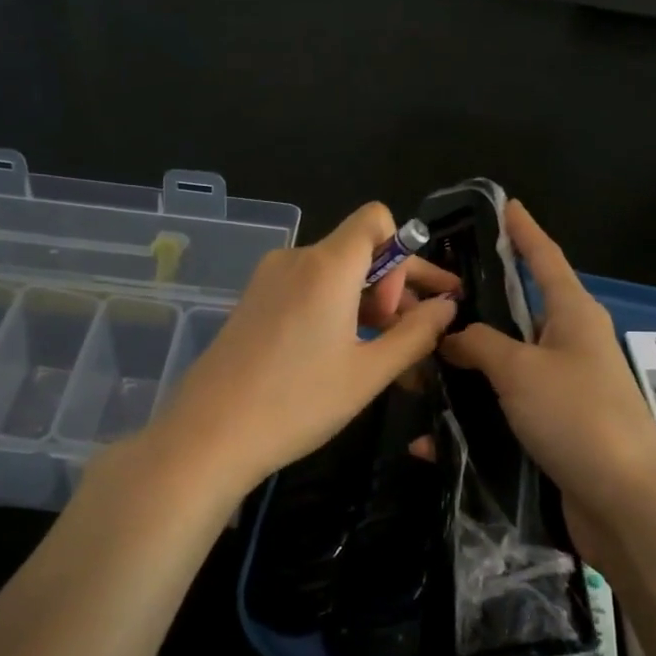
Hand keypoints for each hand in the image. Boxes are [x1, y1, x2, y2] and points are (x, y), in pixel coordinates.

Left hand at [157, 203, 460, 496]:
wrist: (208, 436)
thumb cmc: (297, 403)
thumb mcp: (369, 372)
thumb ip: (417, 333)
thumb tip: (447, 306)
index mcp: (326, 265)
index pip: (376, 219)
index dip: (402, 254)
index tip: (400, 307)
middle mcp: (295, 259)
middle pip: (358, 249)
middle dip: (393, 285)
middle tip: (414, 334)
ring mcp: (268, 280)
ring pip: (334, 274)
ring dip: (365, 303)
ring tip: (383, 353)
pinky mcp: (253, 302)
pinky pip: (307, 290)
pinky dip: (335, 310)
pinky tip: (343, 354)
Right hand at [440, 201, 655, 531]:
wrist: (624, 503)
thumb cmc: (577, 416)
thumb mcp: (521, 369)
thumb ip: (480, 344)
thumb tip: (452, 335)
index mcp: (573, 315)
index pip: (544, 258)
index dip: (523, 231)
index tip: (505, 205)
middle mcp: (569, 344)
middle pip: (516, 313)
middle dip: (474, 306)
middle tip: (426, 296)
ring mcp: (560, 388)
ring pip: (501, 365)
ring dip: (461, 368)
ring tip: (413, 366)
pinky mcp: (550, 428)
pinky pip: (501, 411)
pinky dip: (469, 421)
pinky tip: (430, 439)